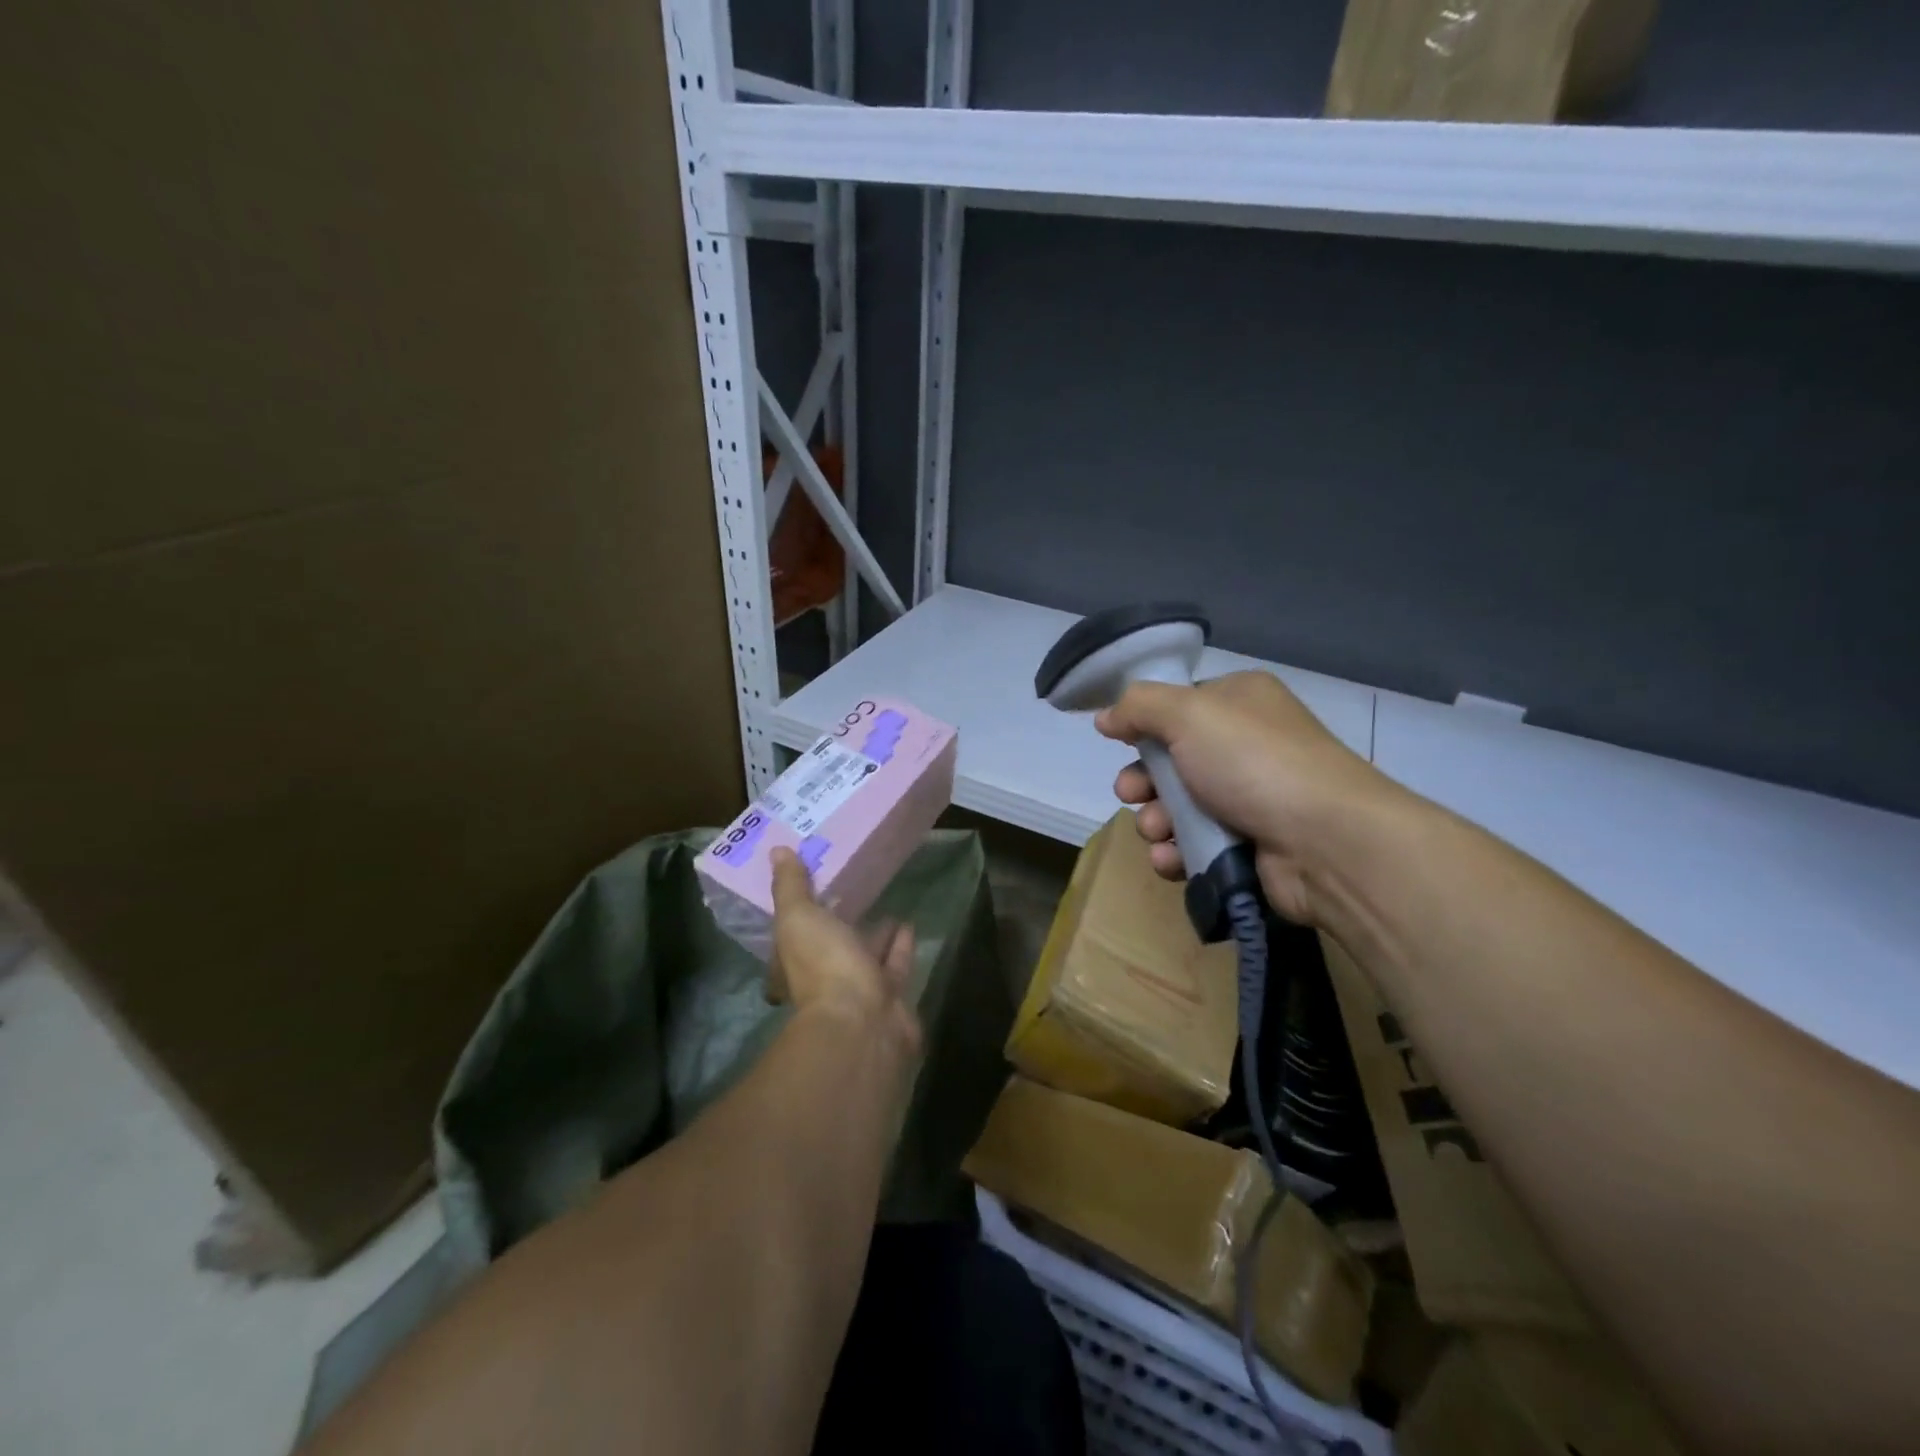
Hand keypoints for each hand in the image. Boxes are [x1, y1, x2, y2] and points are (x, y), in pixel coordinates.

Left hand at [768, 848, 920, 1052]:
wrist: (864, 1021)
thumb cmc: (823, 966)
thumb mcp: (798, 918)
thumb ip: (790, 886)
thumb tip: (777, 851)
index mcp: (794, 964)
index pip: (793, 935)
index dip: (800, 913)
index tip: (812, 887)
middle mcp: (823, 980)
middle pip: (831, 946)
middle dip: (840, 923)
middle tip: (850, 890)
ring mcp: (858, 991)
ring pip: (865, 955)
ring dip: (873, 934)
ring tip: (884, 902)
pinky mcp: (890, 995)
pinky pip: (894, 964)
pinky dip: (900, 945)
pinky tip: (908, 923)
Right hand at [1094, 671, 1399, 924]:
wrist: (1327, 841)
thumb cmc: (1254, 762)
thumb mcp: (1188, 714)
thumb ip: (1139, 707)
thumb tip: (1106, 716)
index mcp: (1240, 701)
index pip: (1179, 707)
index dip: (1146, 726)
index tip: (1120, 742)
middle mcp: (1247, 744)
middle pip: (1172, 760)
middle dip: (1142, 781)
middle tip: (1130, 794)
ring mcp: (1252, 798)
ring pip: (1179, 807)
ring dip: (1154, 820)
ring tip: (1156, 831)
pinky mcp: (1252, 846)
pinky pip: (1197, 845)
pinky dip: (1177, 852)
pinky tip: (1171, 859)